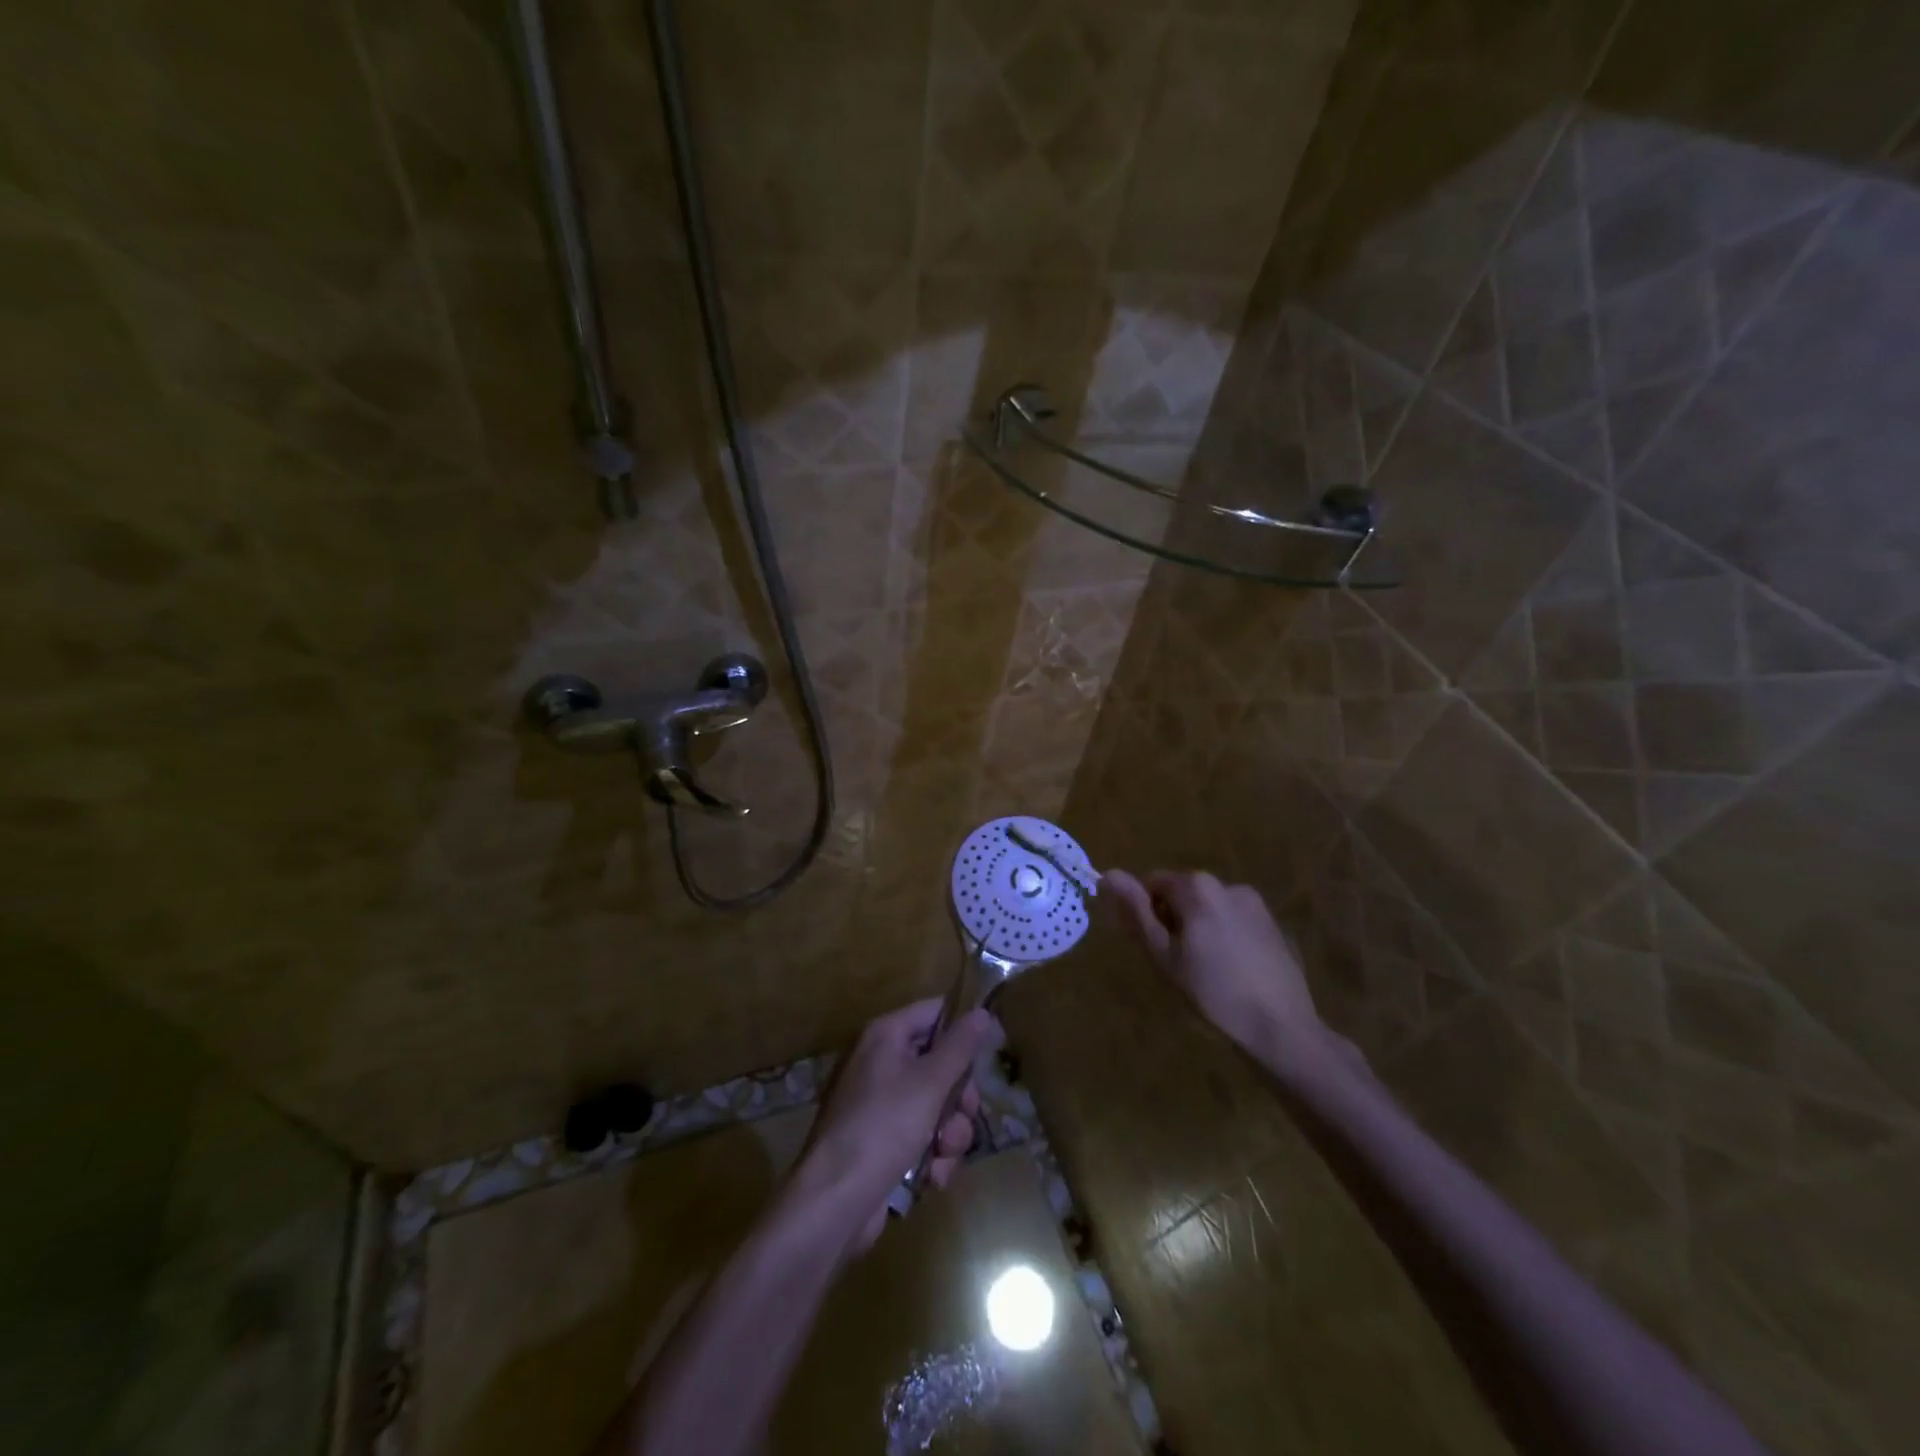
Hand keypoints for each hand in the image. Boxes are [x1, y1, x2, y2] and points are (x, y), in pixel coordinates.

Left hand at [793, 999, 1003, 1252]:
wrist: (835, 1201)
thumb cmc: (884, 1127)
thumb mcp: (930, 1083)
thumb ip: (959, 1047)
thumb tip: (982, 1011)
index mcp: (886, 1036)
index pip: (934, 1013)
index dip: (963, 1028)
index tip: (992, 1048)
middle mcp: (881, 1063)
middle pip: (939, 1064)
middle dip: (959, 1097)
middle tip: (967, 1113)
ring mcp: (881, 1105)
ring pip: (936, 1106)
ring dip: (950, 1134)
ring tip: (943, 1154)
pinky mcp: (883, 1142)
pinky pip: (921, 1137)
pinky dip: (932, 1156)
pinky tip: (932, 1176)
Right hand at [1106, 869, 1345, 1072]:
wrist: (1281, 1028)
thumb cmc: (1213, 993)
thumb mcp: (1165, 956)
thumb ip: (1137, 912)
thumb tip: (1109, 874)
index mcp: (1198, 888)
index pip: (1154, 883)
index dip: (1146, 912)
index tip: (1155, 947)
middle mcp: (1228, 884)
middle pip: (1184, 892)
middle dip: (1174, 919)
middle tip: (1177, 963)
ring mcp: (1255, 904)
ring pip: (1210, 907)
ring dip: (1199, 928)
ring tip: (1206, 970)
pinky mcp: (1274, 925)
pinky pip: (1234, 921)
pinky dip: (1225, 937)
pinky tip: (1232, 971)